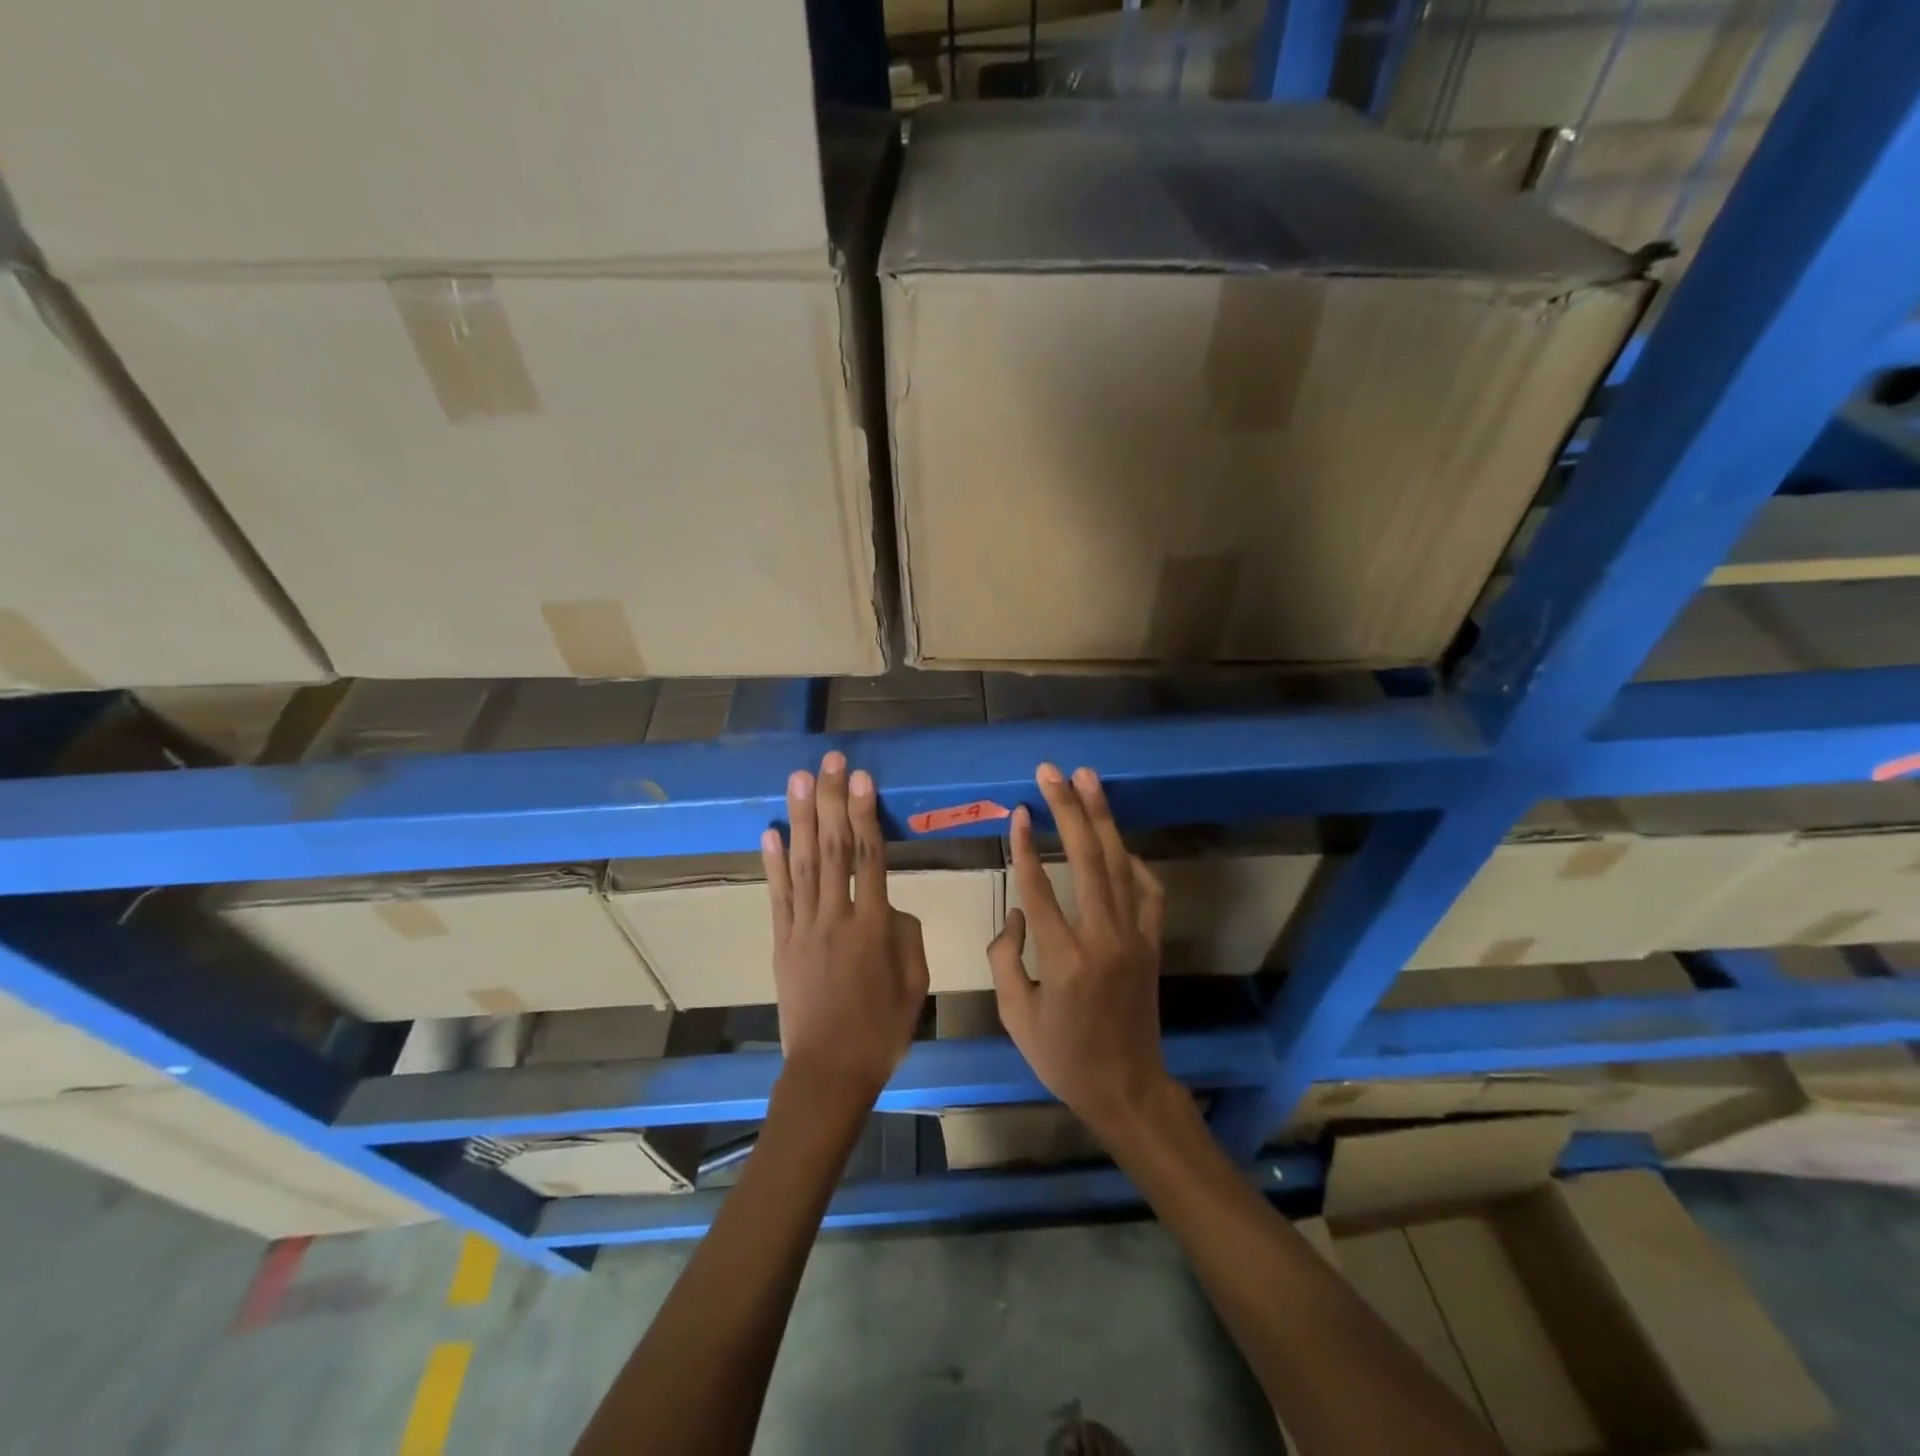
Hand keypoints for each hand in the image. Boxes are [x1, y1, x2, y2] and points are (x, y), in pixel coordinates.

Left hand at [763, 752, 928, 1115]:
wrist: (828, 1072)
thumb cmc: (881, 1031)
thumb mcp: (916, 984)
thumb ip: (907, 936)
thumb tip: (890, 906)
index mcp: (874, 927)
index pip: (869, 857)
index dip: (865, 814)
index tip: (862, 778)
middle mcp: (836, 918)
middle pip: (832, 849)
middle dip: (831, 800)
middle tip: (830, 762)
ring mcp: (803, 929)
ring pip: (802, 864)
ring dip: (800, 818)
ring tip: (799, 780)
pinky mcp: (781, 943)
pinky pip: (777, 896)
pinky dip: (772, 863)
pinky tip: (769, 832)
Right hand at [987, 764, 1172, 1140]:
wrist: (1126, 1087)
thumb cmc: (1063, 1056)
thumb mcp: (1015, 1015)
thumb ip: (1005, 958)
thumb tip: (1016, 913)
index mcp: (1064, 959)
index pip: (1040, 887)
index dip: (1025, 845)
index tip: (1018, 811)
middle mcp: (1104, 938)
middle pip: (1087, 859)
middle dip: (1068, 809)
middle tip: (1052, 773)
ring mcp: (1134, 937)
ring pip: (1119, 864)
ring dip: (1102, 818)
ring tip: (1087, 779)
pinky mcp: (1152, 942)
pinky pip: (1147, 890)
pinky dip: (1134, 862)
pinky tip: (1119, 842)